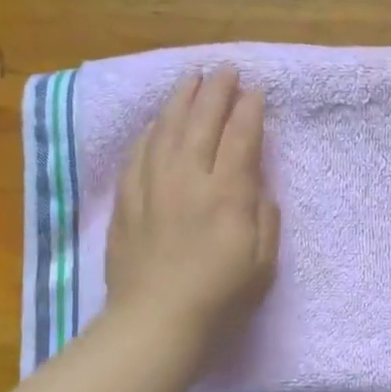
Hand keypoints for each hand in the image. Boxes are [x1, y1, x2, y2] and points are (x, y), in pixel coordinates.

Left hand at [106, 67, 279, 360]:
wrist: (155, 323)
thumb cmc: (219, 299)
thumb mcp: (262, 263)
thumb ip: (263, 216)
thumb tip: (256, 184)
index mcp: (227, 194)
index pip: (240, 137)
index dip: (249, 110)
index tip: (255, 90)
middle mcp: (188, 179)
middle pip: (201, 122)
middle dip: (216, 91)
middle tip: (225, 68)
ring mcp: (152, 186)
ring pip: (166, 129)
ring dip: (181, 99)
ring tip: (191, 79)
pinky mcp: (127, 201)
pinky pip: (138, 153)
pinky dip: (150, 131)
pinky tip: (155, 121)